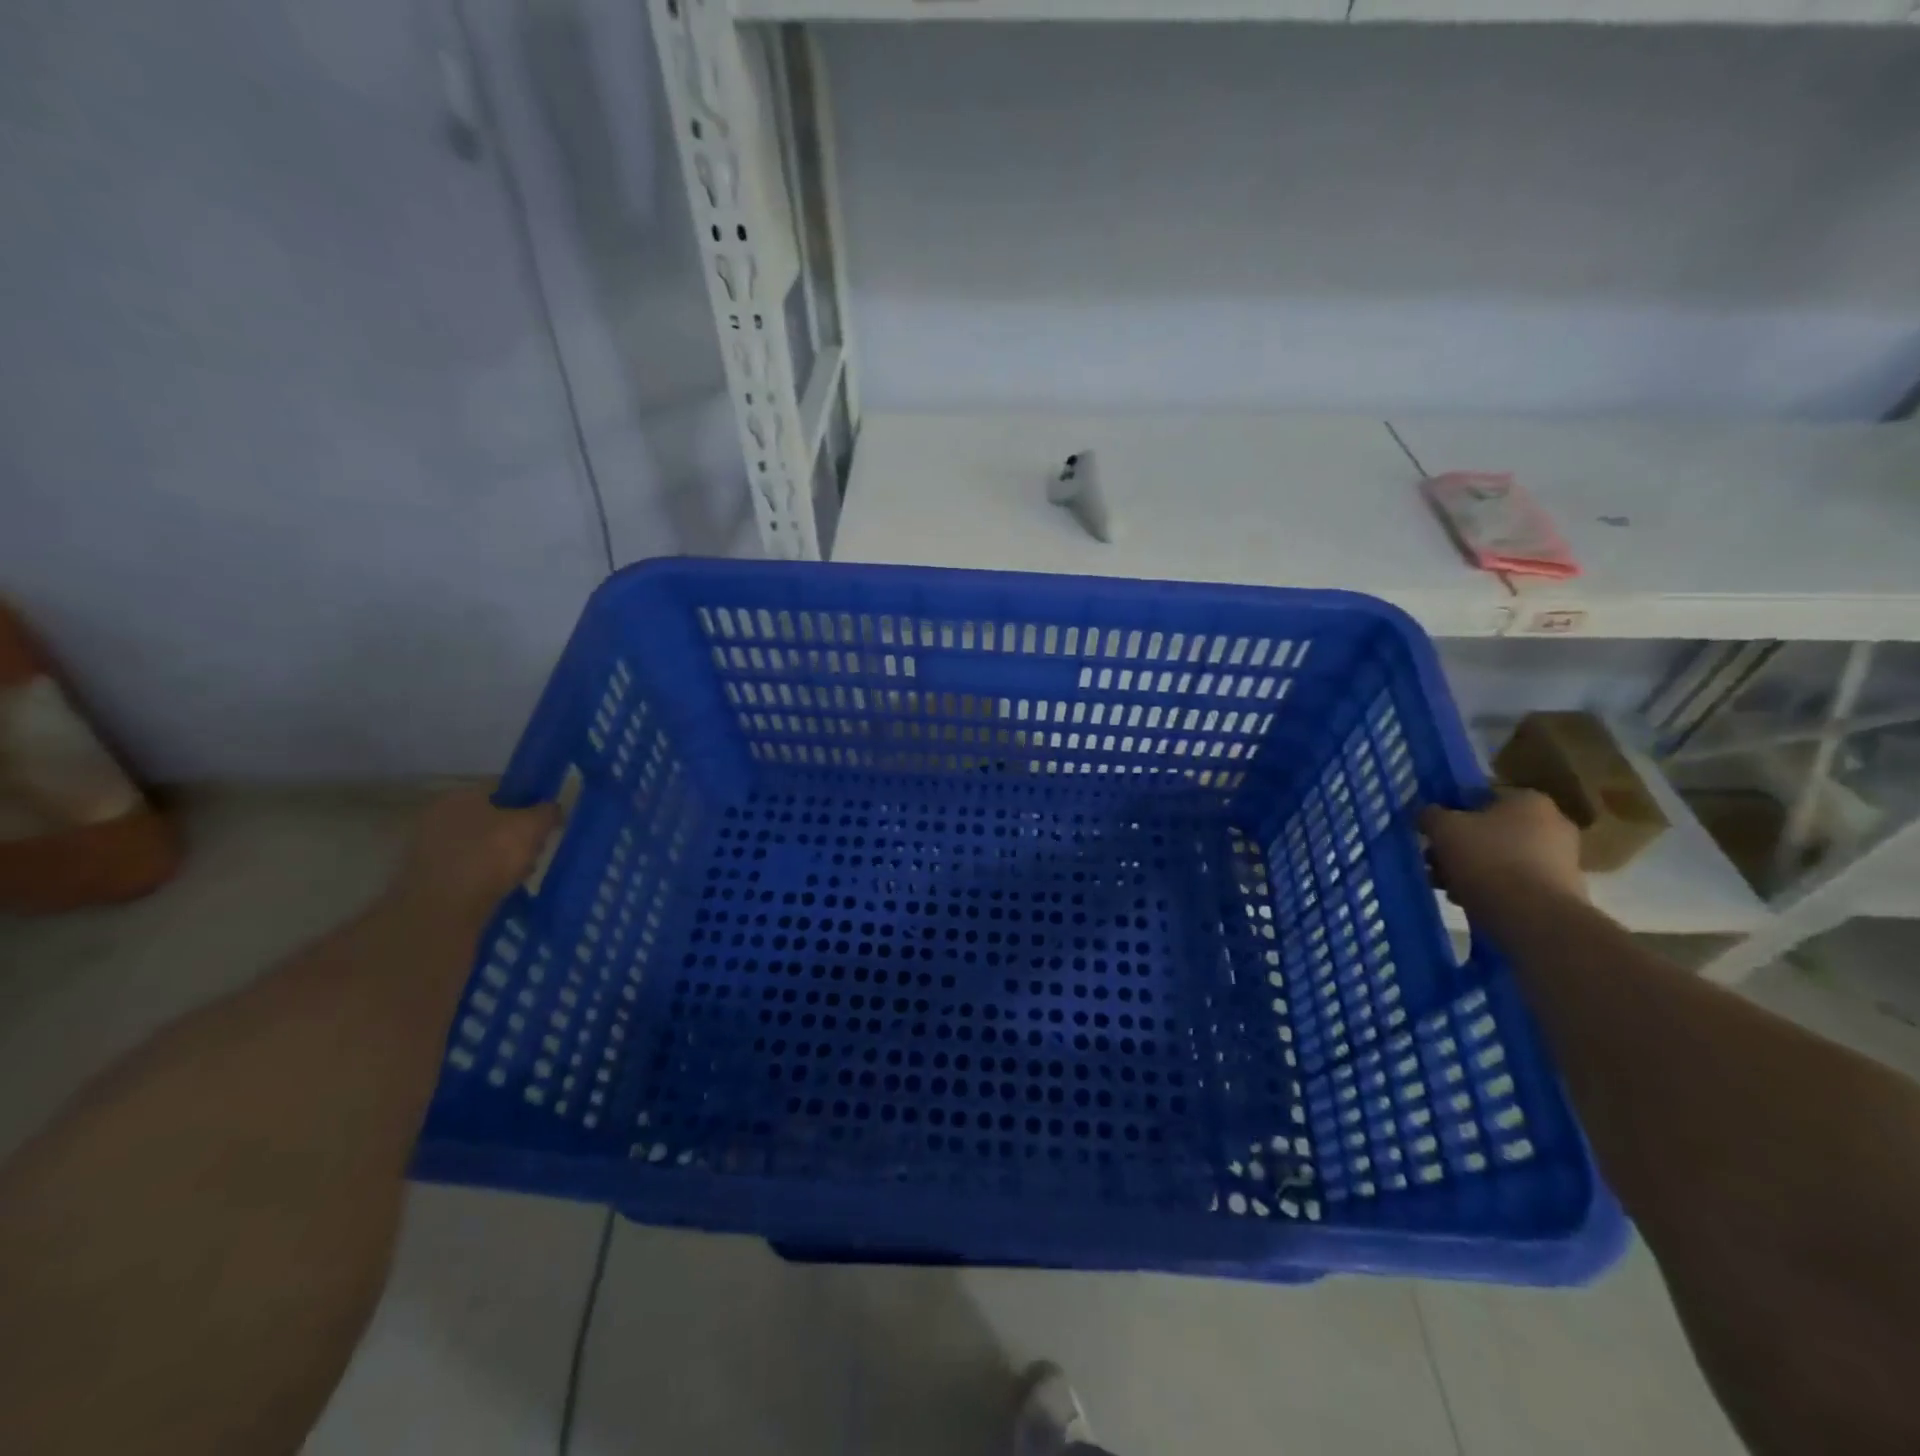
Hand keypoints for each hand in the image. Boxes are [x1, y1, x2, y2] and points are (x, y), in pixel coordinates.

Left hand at [386, 787, 559, 926]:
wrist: (442, 912)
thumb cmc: (488, 857)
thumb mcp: (531, 827)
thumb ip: (547, 812)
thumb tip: (552, 808)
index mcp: (459, 796)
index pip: (502, 790)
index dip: (530, 803)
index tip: (547, 822)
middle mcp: (438, 817)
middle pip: (492, 820)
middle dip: (517, 834)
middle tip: (537, 850)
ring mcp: (428, 849)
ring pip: (481, 847)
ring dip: (503, 858)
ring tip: (522, 874)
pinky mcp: (428, 879)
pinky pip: (469, 870)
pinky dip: (486, 877)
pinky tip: (501, 890)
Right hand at [1421, 787, 1584, 918]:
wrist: (1534, 917)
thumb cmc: (1487, 859)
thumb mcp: (1443, 828)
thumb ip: (1430, 815)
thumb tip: (1428, 814)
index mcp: (1528, 800)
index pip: (1479, 797)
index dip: (1450, 813)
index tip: (1431, 832)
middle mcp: (1553, 823)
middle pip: (1489, 830)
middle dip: (1458, 845)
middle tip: (1433, 861)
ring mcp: (1561, 859)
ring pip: (1500, 857)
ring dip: (1471, 868)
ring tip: (1444, 885)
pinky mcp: (1561, 891)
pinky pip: (1516, 881)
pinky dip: (1492, 887)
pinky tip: (1467, 900)